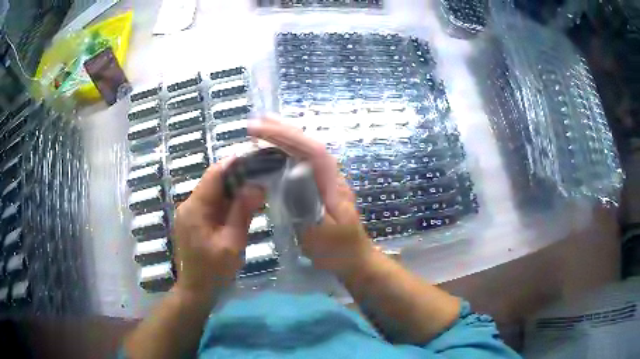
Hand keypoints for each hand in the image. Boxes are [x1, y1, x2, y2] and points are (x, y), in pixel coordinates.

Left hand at [172, 161, 264, 297]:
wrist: (196, 291)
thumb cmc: (214, 271)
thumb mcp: (232, 243)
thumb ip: (243, 212)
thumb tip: (257, 186)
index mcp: (195, 207)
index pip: (215, 174)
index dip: (235, 163)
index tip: (257, 159)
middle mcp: (189, 204)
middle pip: (214, 181)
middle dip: (238, 177)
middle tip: (263, 176)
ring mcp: (190, 213)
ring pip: (215, 192)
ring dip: (234, 190)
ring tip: (258, 189)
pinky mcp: (194, 221)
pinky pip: (212, 205)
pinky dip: (228, 203)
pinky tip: (244, 206)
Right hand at [249, 118, 374, 277]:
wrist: (354, 259)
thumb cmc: (337, 249)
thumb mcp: (320, 232)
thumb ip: (307, 203)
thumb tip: (291, 172)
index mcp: (332, 183)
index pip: (311, 150)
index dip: (286, 136)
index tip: (260, 129)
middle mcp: (330, 175)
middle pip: (308, 144)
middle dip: (283, 130)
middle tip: (257, 121)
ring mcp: (326, 180)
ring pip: (306, 151)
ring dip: (285, 136)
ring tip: (263, 127)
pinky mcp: (319, 187)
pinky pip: (302, 162)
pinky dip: (287, 151)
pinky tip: (275, 151)